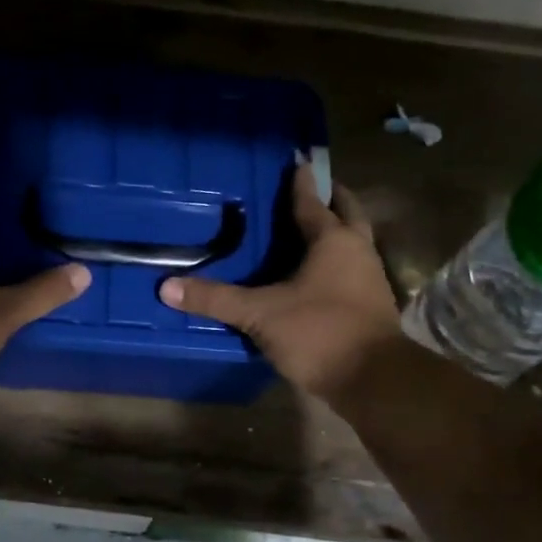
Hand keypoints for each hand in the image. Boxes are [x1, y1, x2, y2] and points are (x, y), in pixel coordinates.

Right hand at [160, 172, 403, 402]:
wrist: (375, 380)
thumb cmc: (319, 332)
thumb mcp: (260, 315)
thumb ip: (216, 299)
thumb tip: (167, 287)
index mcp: (333, 240)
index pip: (312, 201)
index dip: (300, 182)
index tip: (296, 162)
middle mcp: (357, 251)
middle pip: (347, 213)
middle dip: (330, 199)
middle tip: (310, 190)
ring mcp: (369, 278)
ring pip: (353, 242)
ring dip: (337, 231)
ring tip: (308, 230)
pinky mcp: (372, 305)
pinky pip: (352, 269)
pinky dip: (336, 262)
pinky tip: (315, 275)